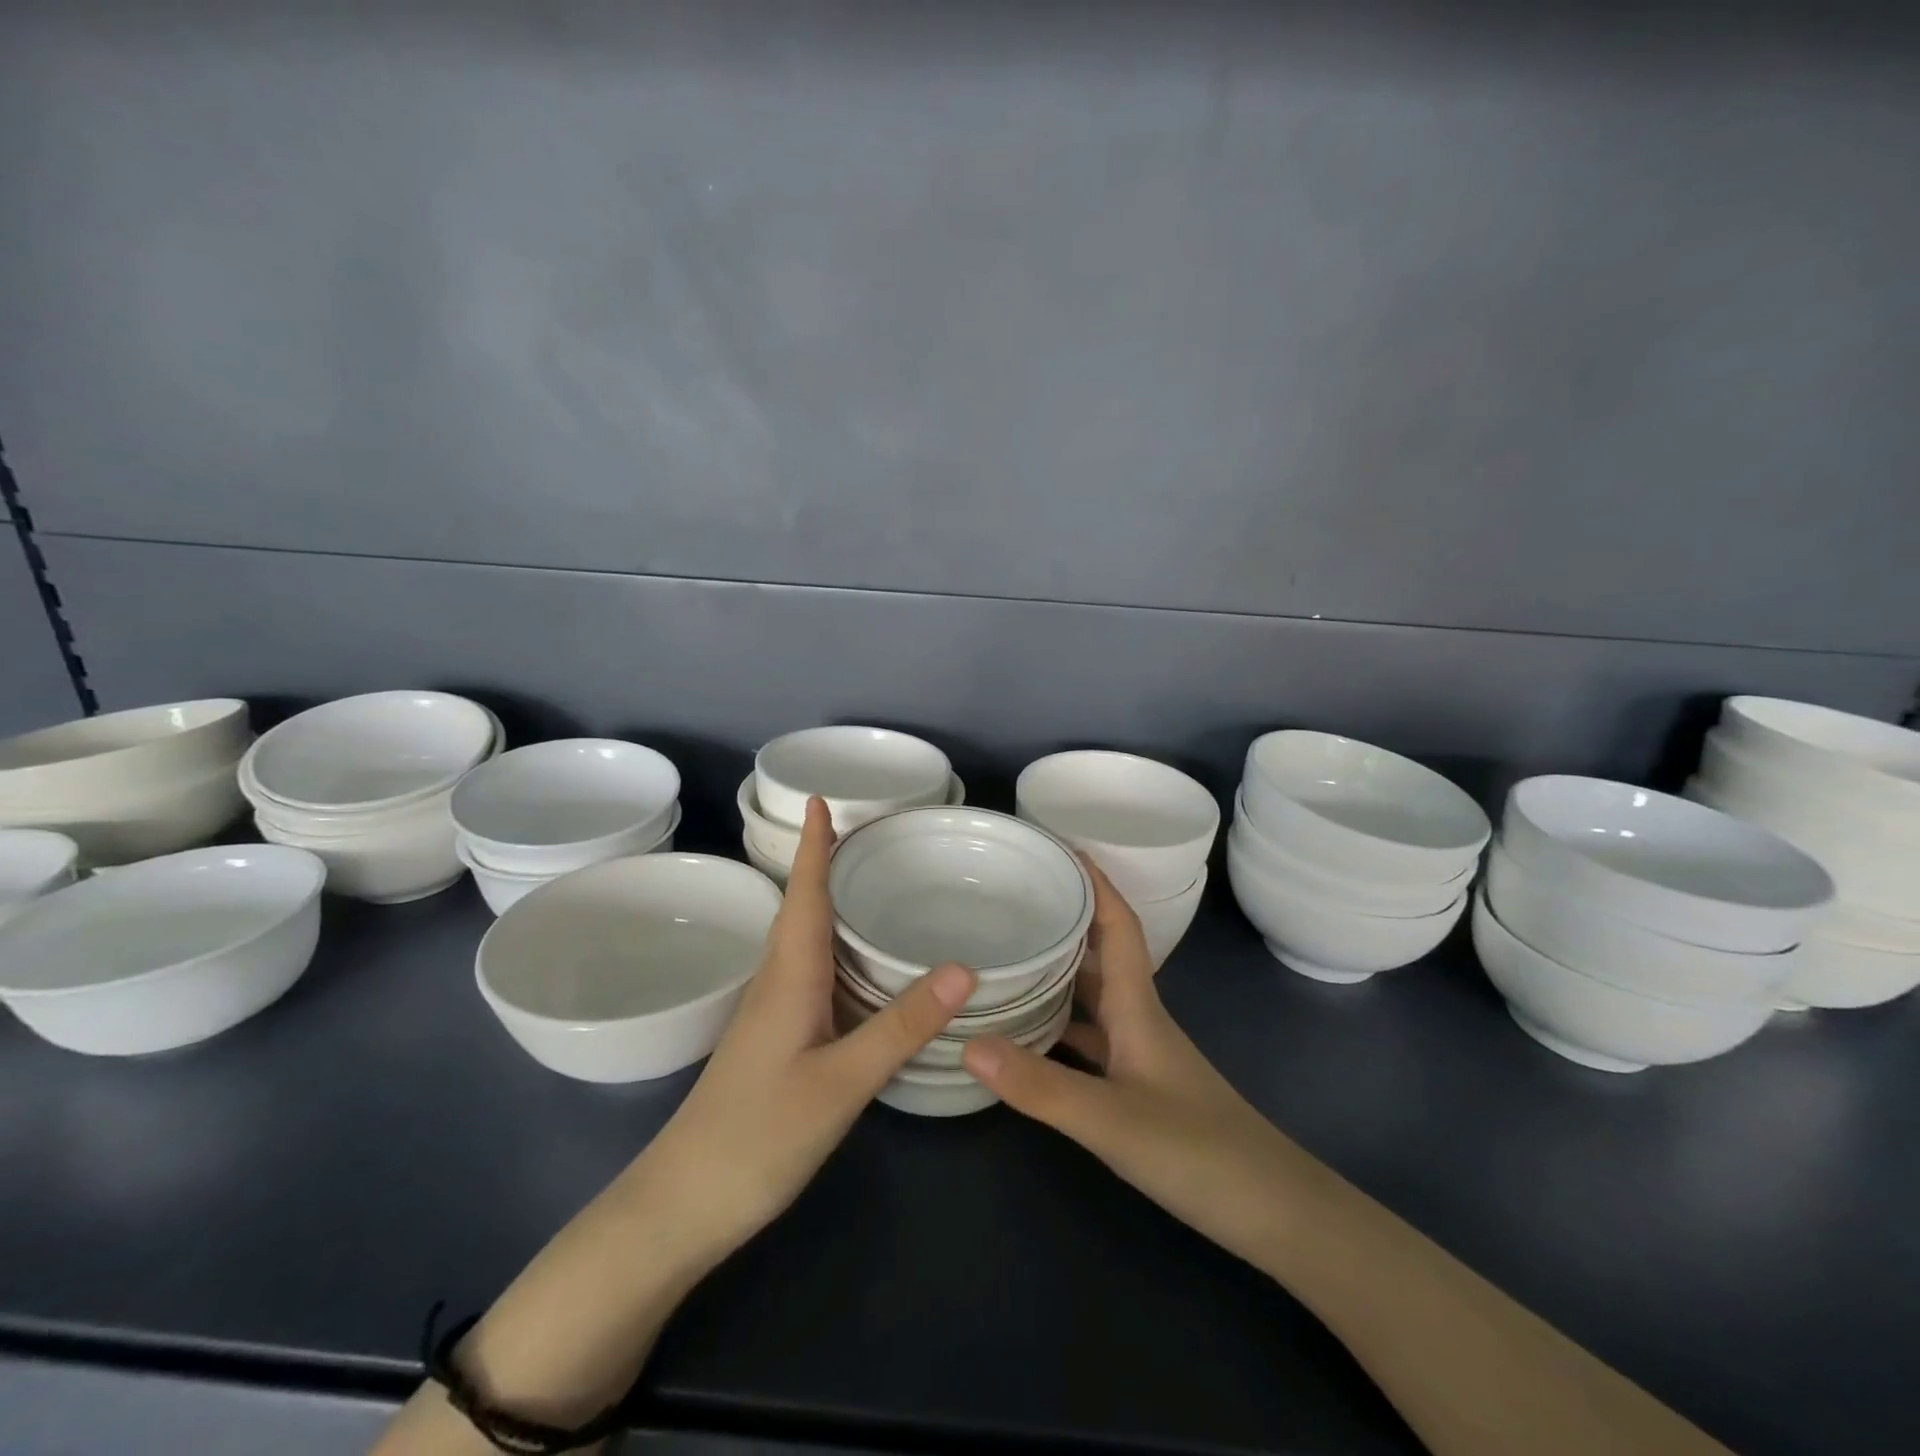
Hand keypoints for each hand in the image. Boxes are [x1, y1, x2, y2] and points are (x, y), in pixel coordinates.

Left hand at [640, 796, 976, 1269]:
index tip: (819, 799)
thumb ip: (900, 1025)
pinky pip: (807, 974)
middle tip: (864, 833)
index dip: (813, 847)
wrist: (683, 1205)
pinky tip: (855, 965)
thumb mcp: (841, 1082)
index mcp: (790, 976)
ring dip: (826, 903)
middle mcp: (777, 982)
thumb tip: (962, 967)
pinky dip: (832, 949)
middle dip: (824, 865)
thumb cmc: (758, 1136)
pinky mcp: (774, 1040)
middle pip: (802, 909)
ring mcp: (771, 1014)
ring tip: (866, 882)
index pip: (804, 894)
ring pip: (803, 942)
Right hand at [962, 858, 1303, 1270]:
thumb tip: (966, 1041)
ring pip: (1091, 996)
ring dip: (1056, 970)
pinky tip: (1025, 1034)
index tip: (1060, 847)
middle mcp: (1137, 1018)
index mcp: (1138, 1006)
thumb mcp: (1111, 1120)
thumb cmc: (1199, 1152)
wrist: (1273, 1213)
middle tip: (1013, 896)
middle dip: (1064, 917)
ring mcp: (1139, 1053)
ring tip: (1006, 953)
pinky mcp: (1136, 1085)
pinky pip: (1088, 1038)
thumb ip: (1039, 1085)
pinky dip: (1057, 1025)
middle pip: (1099, 952)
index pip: (1117, 925)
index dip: (1095, 882)